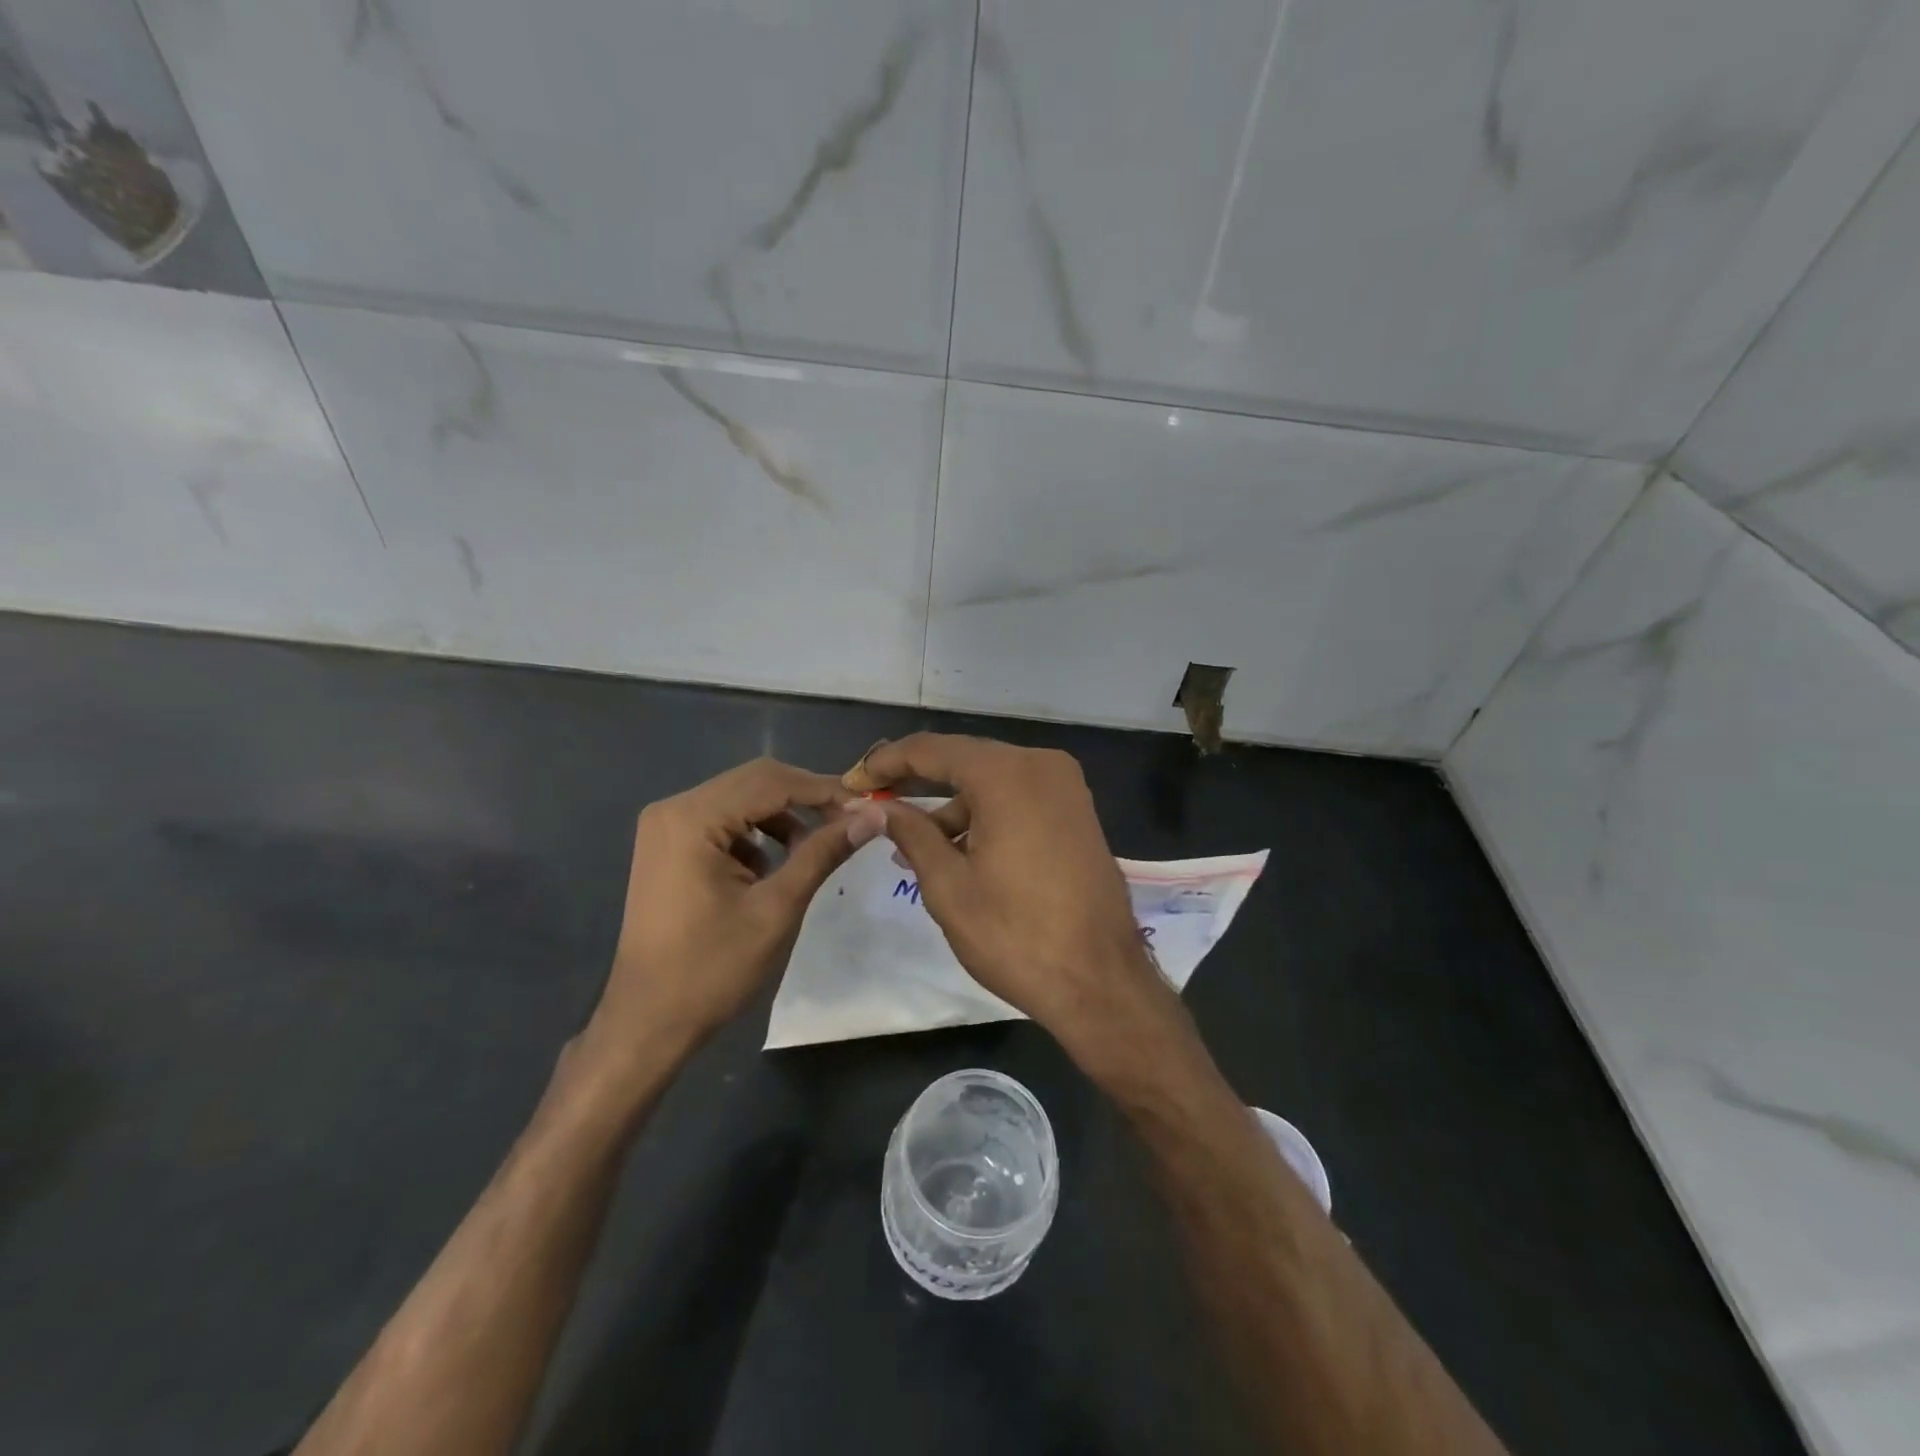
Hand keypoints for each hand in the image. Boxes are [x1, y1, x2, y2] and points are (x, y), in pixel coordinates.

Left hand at [585, 758, 886, 1067]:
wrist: (647, 1022)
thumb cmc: (712, 969)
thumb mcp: (777, 908)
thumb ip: (823, 853)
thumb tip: (873, 816)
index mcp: (692, 817)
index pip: (772, 781)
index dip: (825, 790)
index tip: (869, 806)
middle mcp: (674, 808)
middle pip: (755, 781)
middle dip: (807, 797)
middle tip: (852, 820)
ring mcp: (666, 826)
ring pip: (741, 799)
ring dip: (784, 815)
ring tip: (819, 845)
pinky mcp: (669, 845)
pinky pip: (724, 820)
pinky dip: (758, 832)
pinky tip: (777, 863)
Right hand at [853, 734, 1172, 1061]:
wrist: (1101, 981)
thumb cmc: (1016, 935)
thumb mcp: (949, 886)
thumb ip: (911, 834)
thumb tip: (878, 807)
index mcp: (1007, 774)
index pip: (932, 750)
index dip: (887, 762)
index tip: (853, 782)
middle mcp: (1041, 765)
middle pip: (965, 760)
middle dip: (918, 782)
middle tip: (876, 804)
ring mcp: (1066, 787)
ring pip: (993, 782)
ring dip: (953, 806)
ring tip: (914, 847)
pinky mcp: (1077, 813)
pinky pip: (1019, 799)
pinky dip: (986, 816)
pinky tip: (959, 850)